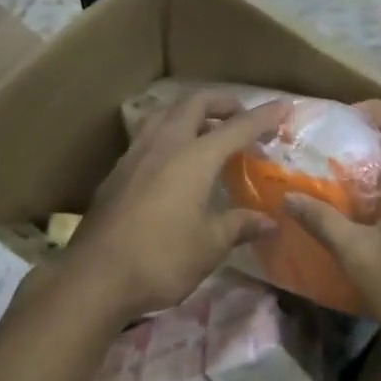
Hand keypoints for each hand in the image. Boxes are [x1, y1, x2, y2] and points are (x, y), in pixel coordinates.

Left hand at [62, 93, 290, 321]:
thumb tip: (268, 221)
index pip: (236, 127)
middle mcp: (164, 144)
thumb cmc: (161, 259)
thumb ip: (239, 225)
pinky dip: (168, 133)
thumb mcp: (209, 246)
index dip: (263, 117)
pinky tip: (172, 160)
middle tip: (241, 117)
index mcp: (193, 157)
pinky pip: (147, 135)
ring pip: (165, 114)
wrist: (95, 276)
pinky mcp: (116, 171)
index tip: (285, 106)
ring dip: (190, 113)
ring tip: (206, 132)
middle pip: (194, 104)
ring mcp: (135, 154)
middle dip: (222, 104)